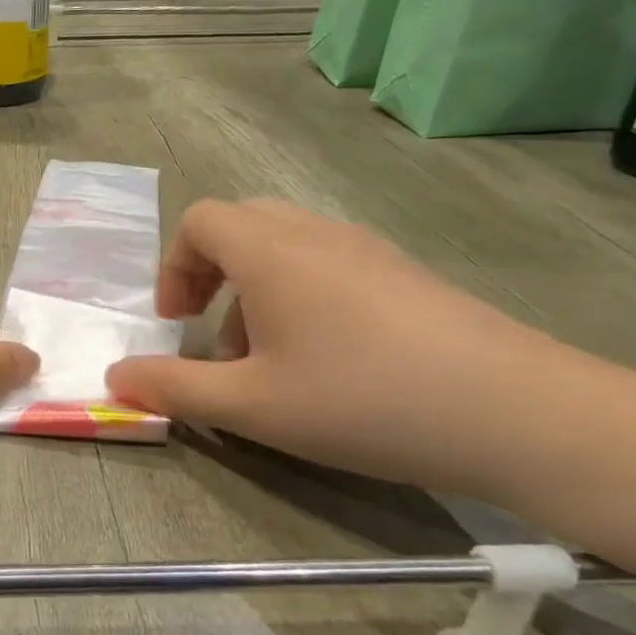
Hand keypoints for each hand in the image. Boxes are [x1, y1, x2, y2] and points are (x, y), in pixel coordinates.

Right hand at [105, 199, 588, 491]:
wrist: (519, 414)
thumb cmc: (364, 401)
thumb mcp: (251, 406)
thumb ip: (174, 388)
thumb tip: (115, 377)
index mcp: (272, 251)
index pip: (201, 220)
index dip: (174, 266)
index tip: (176, 322)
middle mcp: (317, 234)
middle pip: (242, 223)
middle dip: (209, 273)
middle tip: (210, 333)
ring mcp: (368, 251)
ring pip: (286, 244)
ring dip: (254, 290)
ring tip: (266, 359)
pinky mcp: (406, 275)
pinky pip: (328, 264)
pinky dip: (300, 296)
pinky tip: (325, 362)